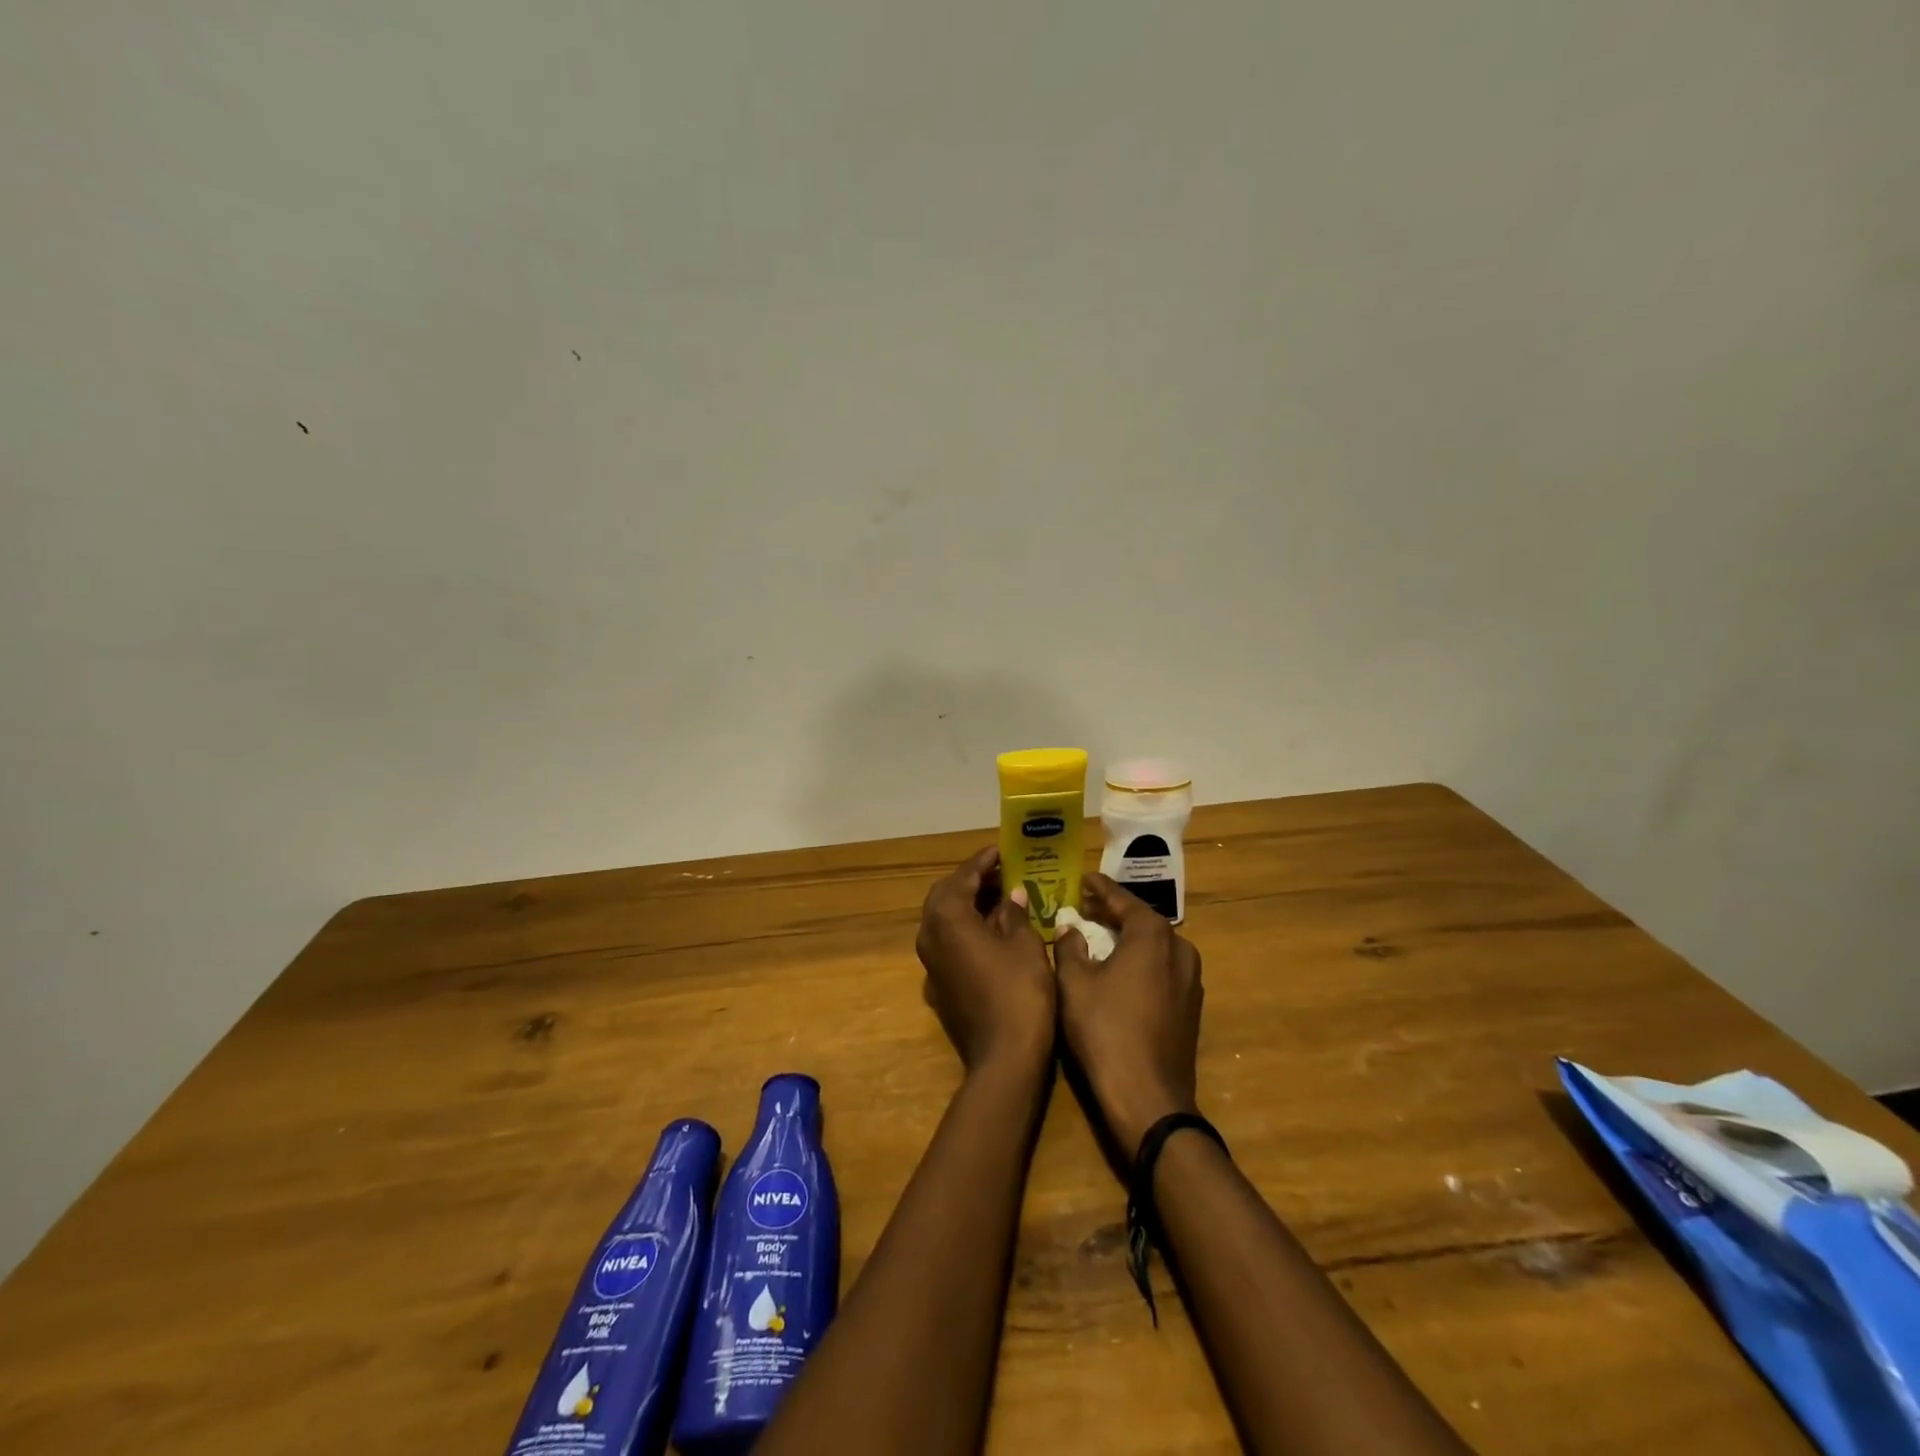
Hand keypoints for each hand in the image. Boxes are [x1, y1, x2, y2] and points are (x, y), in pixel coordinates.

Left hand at [915, 846, 1056, 1076]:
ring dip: (969, 904)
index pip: (962, 878)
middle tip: (1001, 872)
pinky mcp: (940, 984)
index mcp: (947, 919)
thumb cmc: (1019, 991)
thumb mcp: (1025, 944)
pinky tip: (995, 929)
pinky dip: (967, 928)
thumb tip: (1012, 895)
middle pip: (945, 895)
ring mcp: (931, 963)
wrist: (1005, 1057)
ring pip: (944, 920)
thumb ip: (1014, 913)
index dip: (983, 862)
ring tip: (1003, 895)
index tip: (1001, 850)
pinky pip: (949, 942)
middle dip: (971, 881)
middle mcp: (930, 936)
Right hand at [1055, 873, 1202, 1153]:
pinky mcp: (1190, 1007)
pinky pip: (1162, 969)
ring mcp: (1190, 980)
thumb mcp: (1074, 983)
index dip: (1100, 888)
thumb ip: (1070, 947)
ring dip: (1128, 937)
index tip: (1083, 878)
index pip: (1123, 900)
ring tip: (1099, 935)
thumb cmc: (1105, 1030)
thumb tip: (1069, 927)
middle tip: (1086, 907)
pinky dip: (1140, 960)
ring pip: (1155, 946)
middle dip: (1113, 912)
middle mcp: (1179, 949)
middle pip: (1143, 921)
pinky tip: (1119, 970)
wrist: (1148, 1097)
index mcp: (1152, 935)